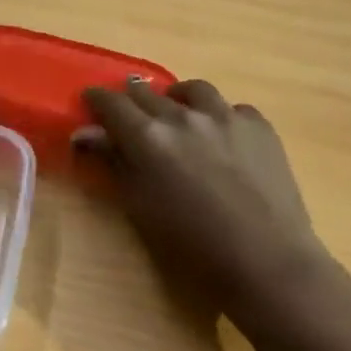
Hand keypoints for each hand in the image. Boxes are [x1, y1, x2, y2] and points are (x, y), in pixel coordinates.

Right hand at [74, 77, 329, 313]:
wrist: (265, 260)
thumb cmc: (192, 246)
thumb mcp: (141, 208)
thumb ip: (114, 163)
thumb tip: (85, 134)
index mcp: (148, 137)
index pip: (113, 104)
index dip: (97, 99)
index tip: (90, 100)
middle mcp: (184, 116)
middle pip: (149, 93)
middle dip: (133, 99)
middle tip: (128, 112)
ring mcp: (226, 116)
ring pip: (194, 91)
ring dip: (178, 98)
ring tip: (177, 112)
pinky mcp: (260, 126)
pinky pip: (232, 109)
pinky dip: (219, 116)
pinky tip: (221, 135)